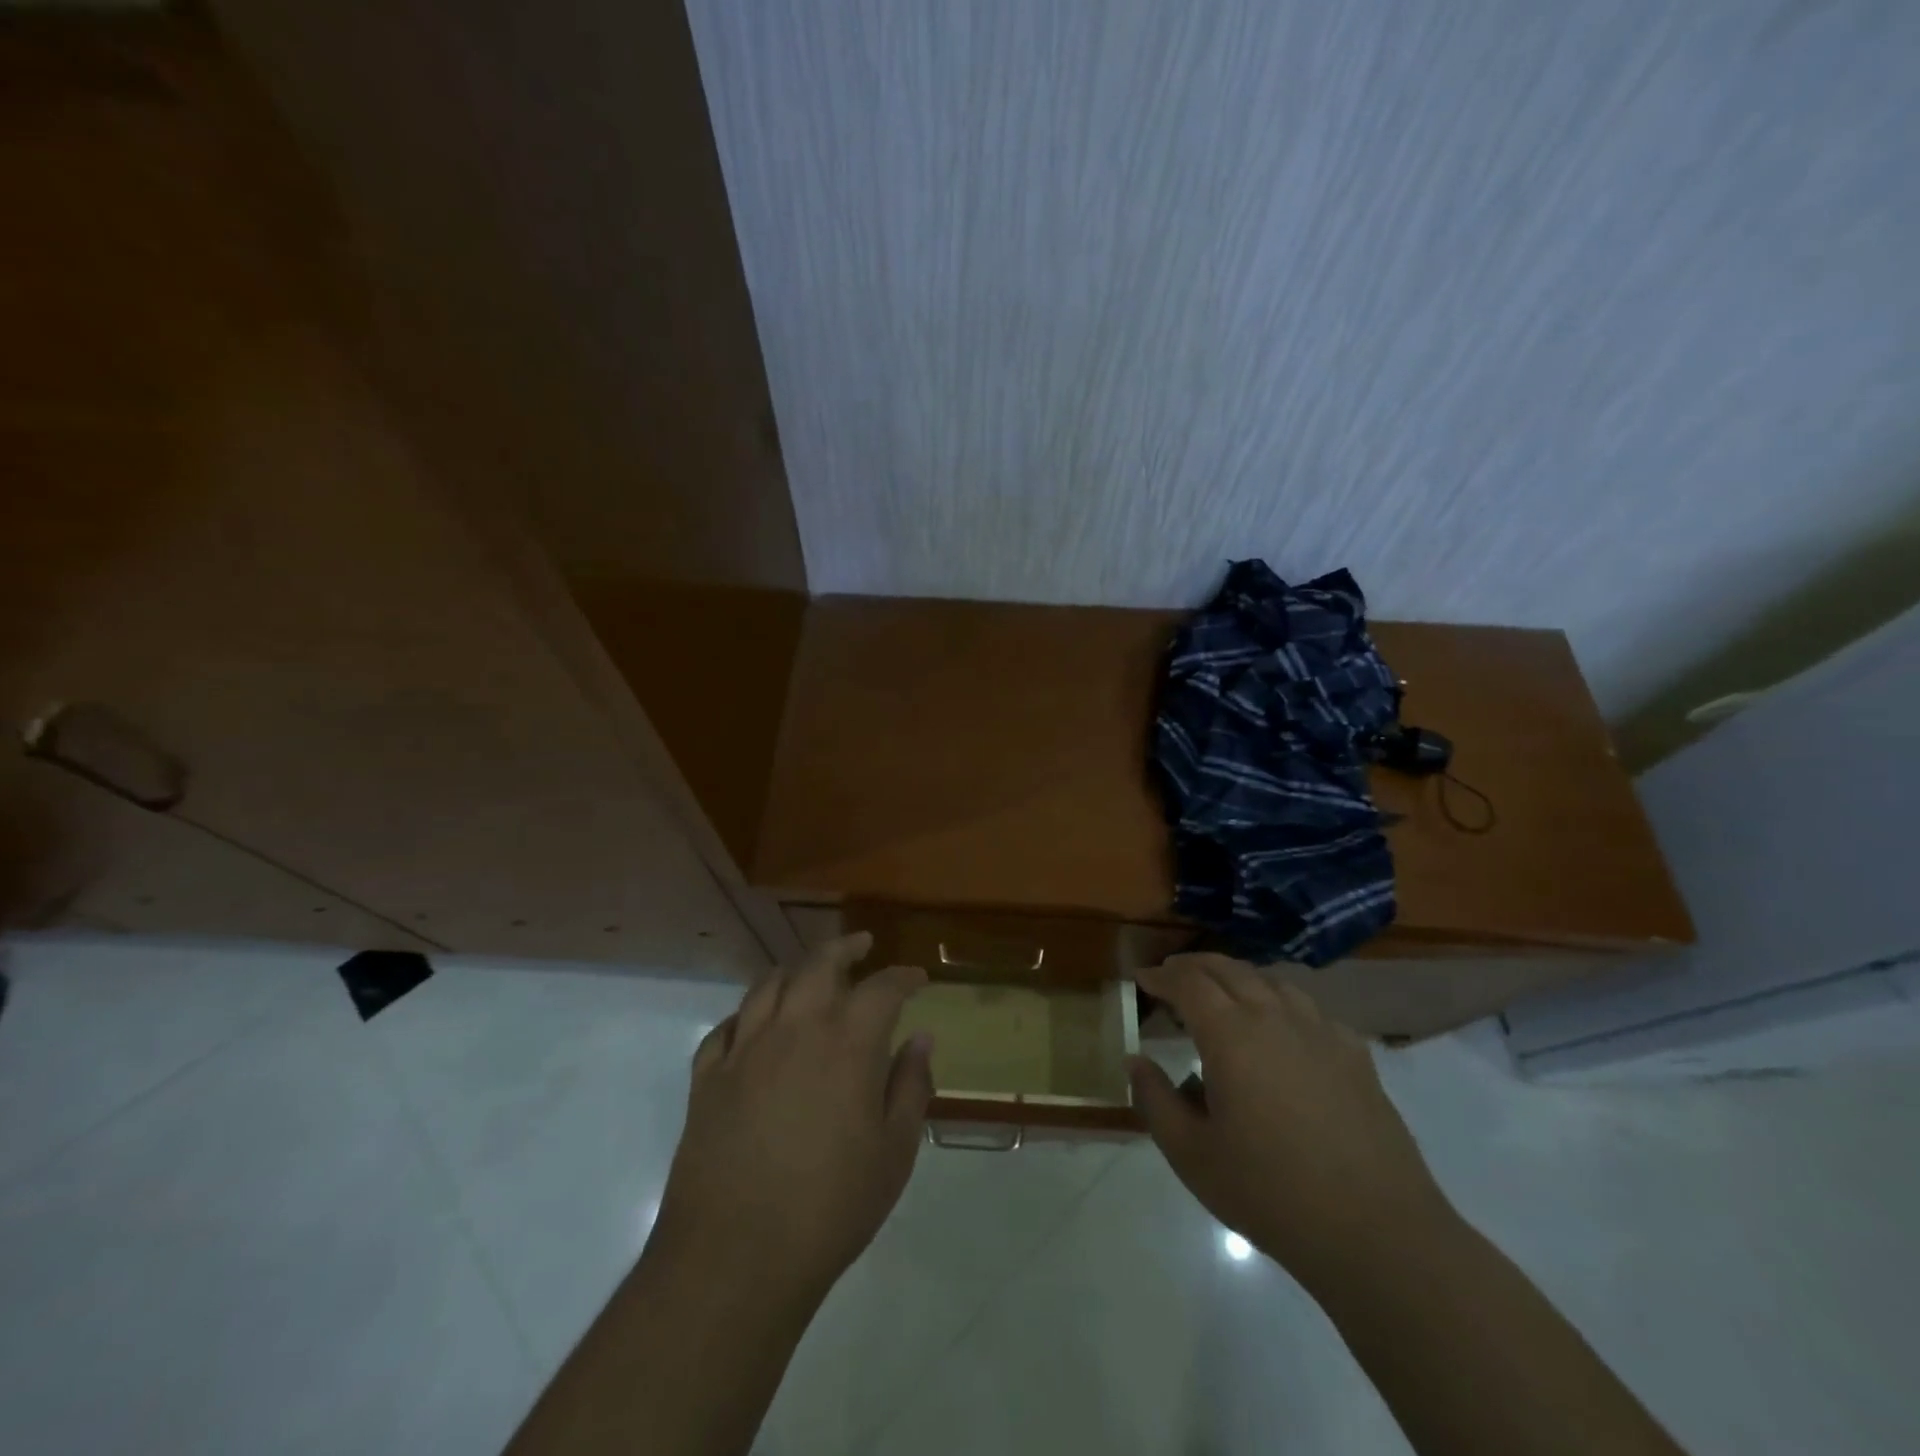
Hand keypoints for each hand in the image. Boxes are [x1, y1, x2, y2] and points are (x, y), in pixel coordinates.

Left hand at [652, 933, 933, 1309]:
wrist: (735, 1257)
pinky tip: (754, 1024)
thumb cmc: (831, 1206)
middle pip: (819, 964)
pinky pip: (726, 1027)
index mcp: (847, 1043)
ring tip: (809, 972)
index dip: (903, 977)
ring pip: (768, 985)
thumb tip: (921, 1038)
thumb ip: (911, 1086)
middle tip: (862, 946)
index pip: (882, 987)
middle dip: (845, 948)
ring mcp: (745, 1049)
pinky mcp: (708, 1078)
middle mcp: (795, 1028)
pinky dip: (747, 1015)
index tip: (917, 978)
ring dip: (795, 969)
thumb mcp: (894, 1152)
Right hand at [1128, 954, 1452, 1284]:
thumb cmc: (1271, 1193)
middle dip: (1194, 966)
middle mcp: (1275, 1017)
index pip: (1188, 983)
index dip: (1161, 975)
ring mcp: (1320, 1032)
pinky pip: (1309, 1008)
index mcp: (1231, 1035)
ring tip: (1222, 993)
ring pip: (1271, 981)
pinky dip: (1280, 1001)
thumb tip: (1136, 1061)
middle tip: (1172, 975)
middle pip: (1229, 969)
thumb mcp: (1192, 1155)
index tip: (1142, 978)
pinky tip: (1281, 1026)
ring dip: (1238, 977)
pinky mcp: (1354, 1054)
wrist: (1376, 1233)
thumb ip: (1155, 1100)